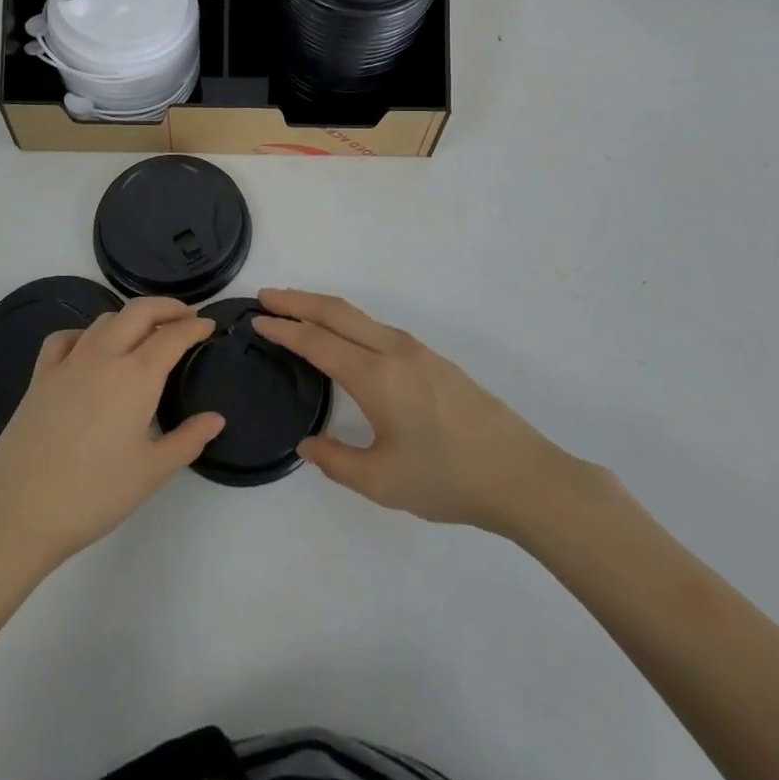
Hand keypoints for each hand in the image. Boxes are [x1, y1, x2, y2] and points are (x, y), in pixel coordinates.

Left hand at [0, 298, 224, 570]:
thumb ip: (188, 440)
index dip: (195, 327)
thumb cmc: (94, 494)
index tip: (209, 325)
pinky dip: (84, 333)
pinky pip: (65, 338)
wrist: (19, 512)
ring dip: (130, 317)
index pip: (173, 336)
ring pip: (105, 320)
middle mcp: (104, 356)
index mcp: (136, 376)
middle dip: (167, 307)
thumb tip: (216, 419)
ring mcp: (68, 363)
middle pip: (139, 311)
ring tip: (144, 332)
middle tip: (186, 316)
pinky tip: (89, 348)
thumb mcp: (151, 473)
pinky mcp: (40, 377)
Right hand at [254, 289, 586, 537]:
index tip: (257, 319)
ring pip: (360, 317)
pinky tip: (347, 340)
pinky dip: (349, 322)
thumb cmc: (447, 479)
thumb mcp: (383, 482)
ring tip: (298, 313)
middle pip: (337, 312)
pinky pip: (379, 328)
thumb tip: (306, 444)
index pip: (317, 342)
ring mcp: (418, 351)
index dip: (284, 328)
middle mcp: (393, 351)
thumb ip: (336, 461)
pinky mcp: (434, 360)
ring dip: (324, 308)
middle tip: (266, 296)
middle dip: (298, 300)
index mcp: (376, 376)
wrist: (521, 475)